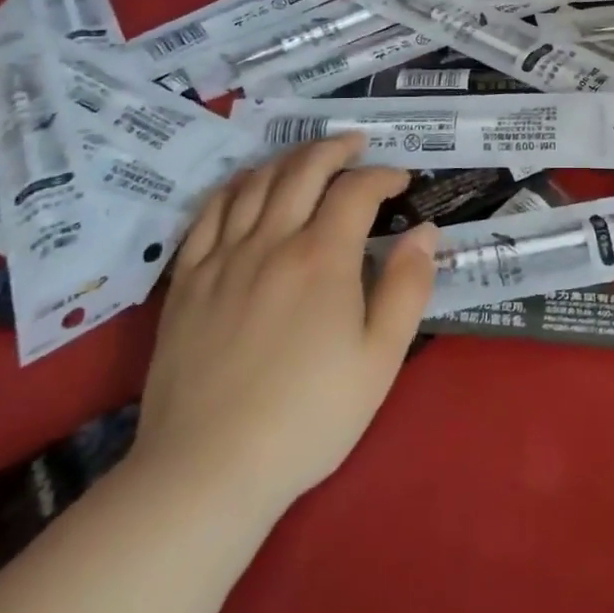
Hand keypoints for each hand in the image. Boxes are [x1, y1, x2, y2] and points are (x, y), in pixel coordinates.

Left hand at [129, 135, 438, 517]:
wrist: (209, 468)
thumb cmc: (309, 416)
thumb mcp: (381, 358)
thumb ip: (408, 287)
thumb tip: (425, 232)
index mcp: (323, 257)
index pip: (356, 190)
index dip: (383, 175)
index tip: (401, 180)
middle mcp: (271, 241)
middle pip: (303, 169)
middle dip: (336, 148)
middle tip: (357, 144)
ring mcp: (223, 257)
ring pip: (255, 182)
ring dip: (287, 159)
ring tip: (308, 157)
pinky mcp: (188, 280)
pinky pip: (208, 213)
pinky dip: (233, 186)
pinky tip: (245, 185)